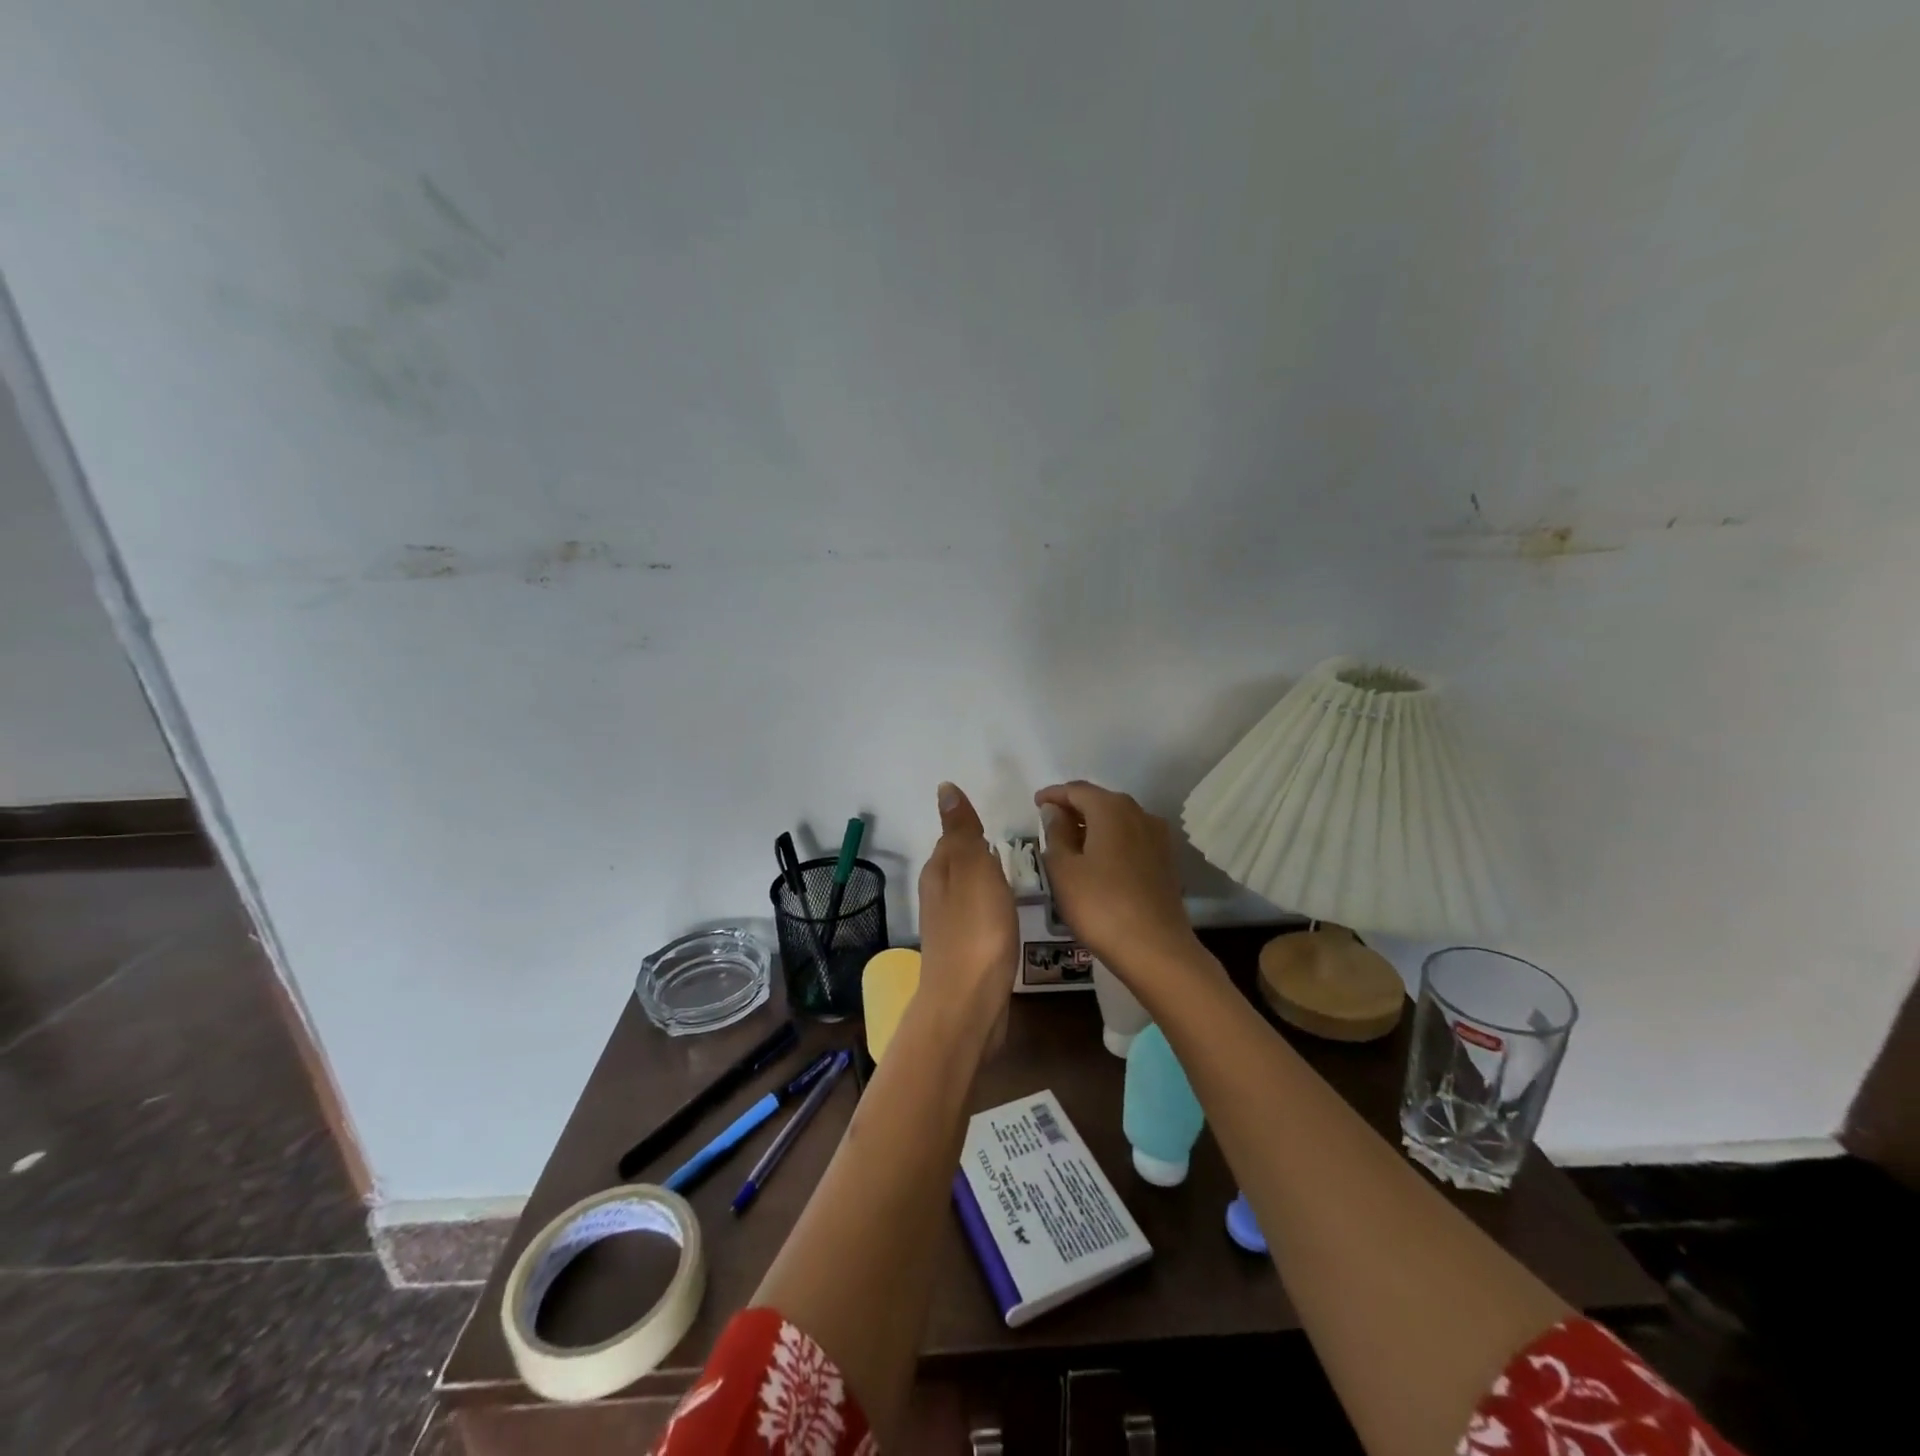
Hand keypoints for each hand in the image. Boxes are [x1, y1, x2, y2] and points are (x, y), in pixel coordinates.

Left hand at [917, 782, 1017, 1030]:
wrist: (968, 1004)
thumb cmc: (976, 930)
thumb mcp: (971, 869)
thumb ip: (962, 831)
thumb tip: (944, 789)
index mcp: (939, 871)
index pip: (953, 837)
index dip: (973, 829)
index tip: (998, 825)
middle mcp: (938, 895)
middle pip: (960, 865)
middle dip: (981, 854)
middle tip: (1015, 848)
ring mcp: (951, 927)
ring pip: (970, 892)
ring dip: (988, 882)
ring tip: (1018, 877)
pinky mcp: (966, 953)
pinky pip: (980, 919)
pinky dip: (993, 910)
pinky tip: (1010, 916)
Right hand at [1034, 781, 1198, 982]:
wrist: (1155, 949)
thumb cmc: (1100, 905)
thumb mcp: (1063, 869)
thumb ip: (1056, 833)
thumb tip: (1055, 811)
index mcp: (1111, 808)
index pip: (1076, 790)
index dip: (1053, 795)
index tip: (1036, 804)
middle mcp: (1139, 813)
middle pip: (1100, 801)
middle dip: (1074, 808)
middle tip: (1050, 824)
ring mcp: (1157, 837)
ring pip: (1118, 820)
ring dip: (1093, 826)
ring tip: (1071, 844)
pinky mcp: (1165, 860)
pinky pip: (1131, 838)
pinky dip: (1111, 841)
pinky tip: (1098, 862)